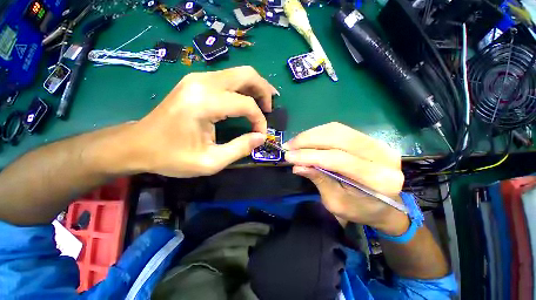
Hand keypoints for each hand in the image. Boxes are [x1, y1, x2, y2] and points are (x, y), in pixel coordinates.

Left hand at [126, 66, 277, 177]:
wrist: (138, 144)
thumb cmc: (171, 156)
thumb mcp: (210, 161)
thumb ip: (239, 148)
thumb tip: (261, 138)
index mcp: (204, 103)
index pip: (246, 104)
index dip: (259, 120)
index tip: (260, 135)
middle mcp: (202, 83)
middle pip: (246, 74)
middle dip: (264, 91)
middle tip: (270, 108)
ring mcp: (198, 78)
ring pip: (239, 73)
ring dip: (256, 87)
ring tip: (264, 104)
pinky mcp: (196, 82)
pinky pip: (228, 78)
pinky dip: (243, 88)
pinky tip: (248, 99)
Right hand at [284, 122, 407, 234]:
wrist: (385, 206)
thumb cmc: (360, 209)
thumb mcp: (336, 202)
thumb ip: (319, 180)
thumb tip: (297, 165)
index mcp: (379, 180)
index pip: (338, 159)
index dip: (310, 155)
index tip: (288, 155)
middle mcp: (383, 156)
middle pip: (339, 138)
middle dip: (308, 140)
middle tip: (289, 146)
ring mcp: (379, 144)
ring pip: (338, 130)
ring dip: (312, 134)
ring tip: (295, 142)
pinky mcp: (370, 139)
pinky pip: (340, 130)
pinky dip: (320, 133)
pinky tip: (308, 139)